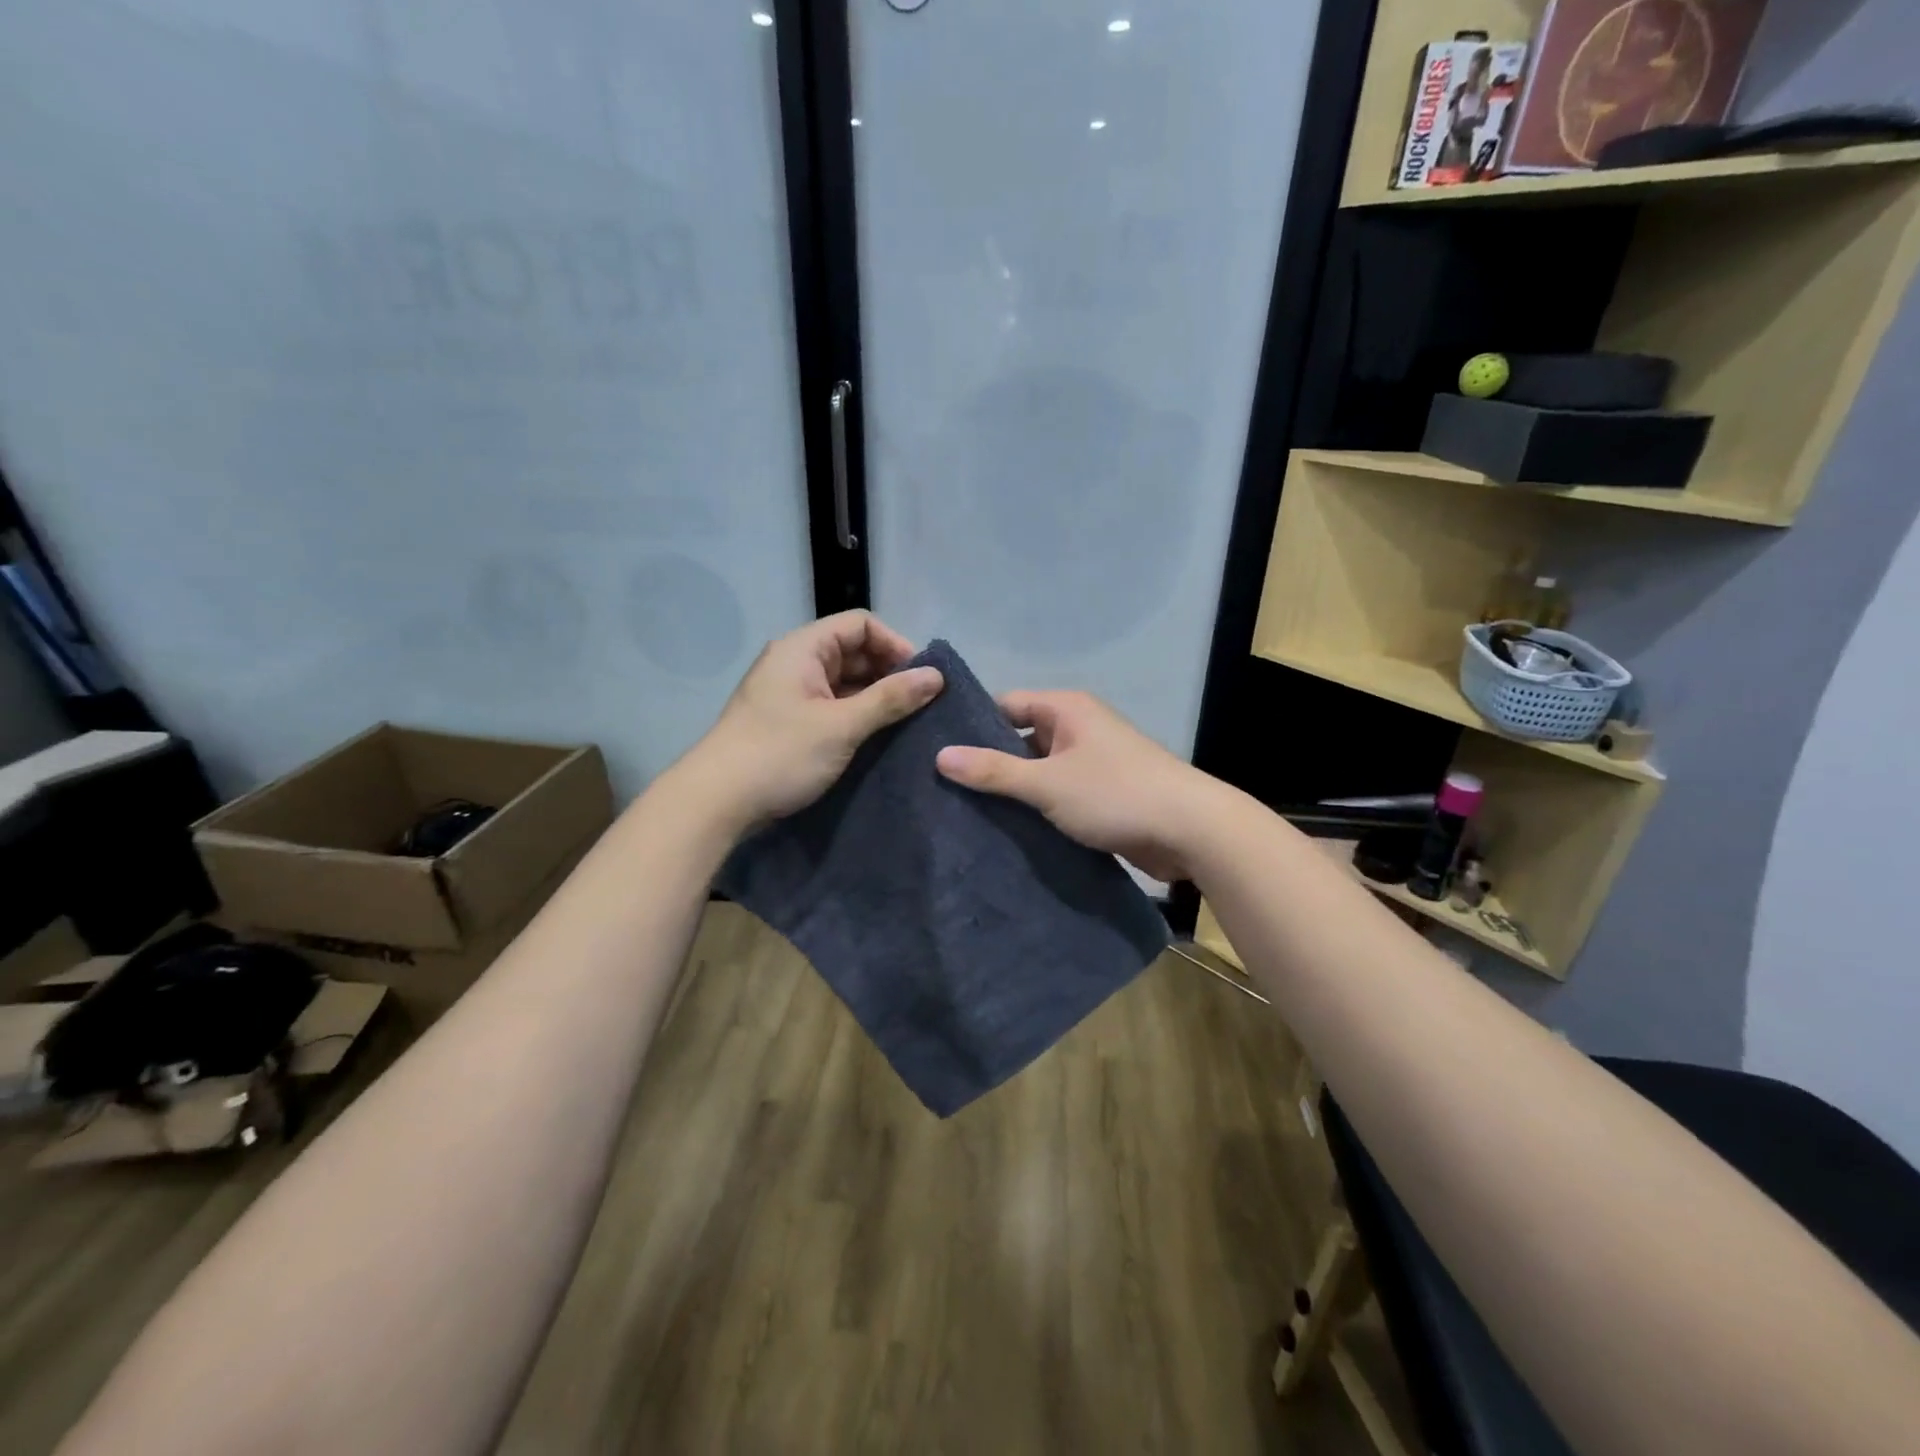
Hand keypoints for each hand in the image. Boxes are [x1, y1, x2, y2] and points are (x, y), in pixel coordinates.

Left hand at [680, 612, 942, 832]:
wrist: (717, 803)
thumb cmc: (780, 754)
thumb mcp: (842, 725)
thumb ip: (890, 698)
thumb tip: (937, 675)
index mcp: (802, 648)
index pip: (860, 624)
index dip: (895, 644)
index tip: (921, 678)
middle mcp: (795, 662)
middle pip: (853, 651)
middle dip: (889, 673)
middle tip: (920, 704)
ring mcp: (790, 694)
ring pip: (844, 682)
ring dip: (875, 698)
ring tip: (906, 723)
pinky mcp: (789, 722)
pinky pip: (833, 706)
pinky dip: (857, 716)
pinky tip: (878, 737)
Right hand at [935, 691, 1208, 881]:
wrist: (1190, 831)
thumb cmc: (1115, 794)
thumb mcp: (1047, 783)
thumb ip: (994, 771)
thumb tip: (941, 756)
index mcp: (1065, 709)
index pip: (1004, 705)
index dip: (971, 727)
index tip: (934, 752)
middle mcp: (1077, 728)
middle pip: (1019, 738)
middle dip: (988, 763)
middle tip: (941, 788)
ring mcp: (1090, 762)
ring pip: (1037, 771)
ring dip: (1012, 791)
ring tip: (963, 812)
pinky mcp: (1100, 795)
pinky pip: (1056, 794)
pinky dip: (1035, 808)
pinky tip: (1004, 830)